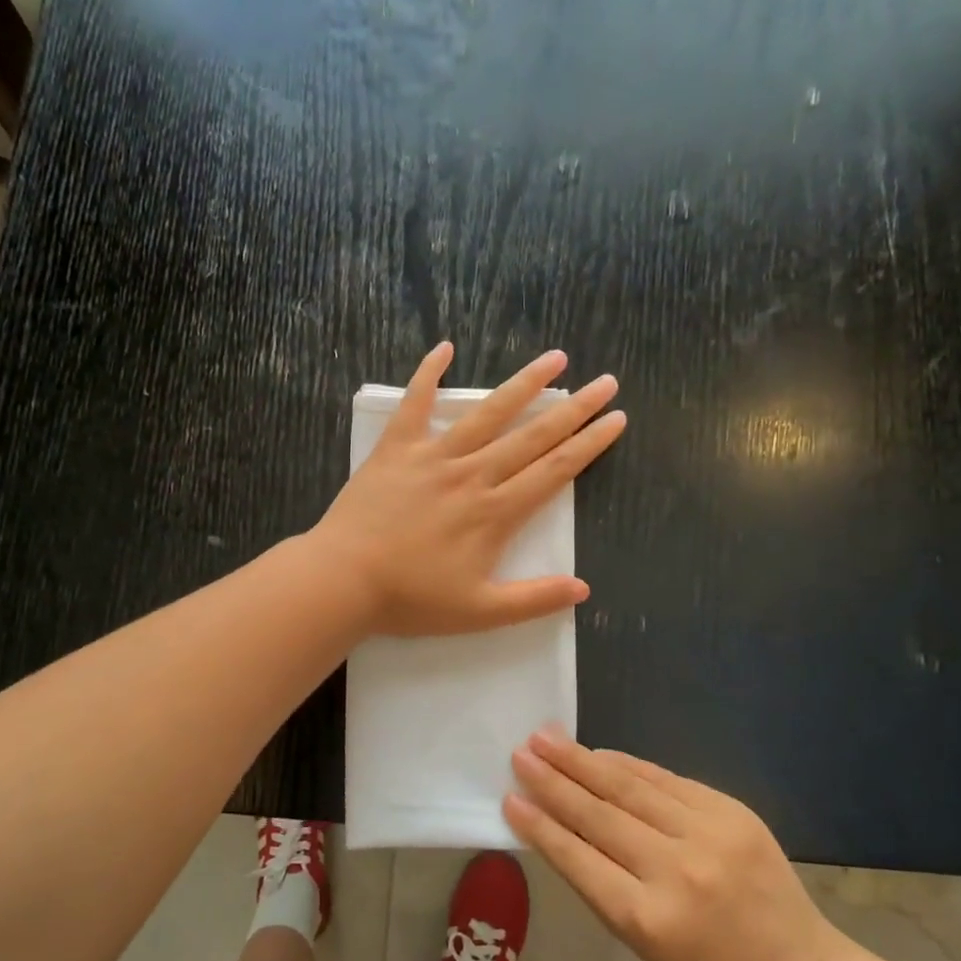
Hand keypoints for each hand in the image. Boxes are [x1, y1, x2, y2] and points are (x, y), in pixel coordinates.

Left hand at [311, 343, 624, 636]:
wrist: (343, 580)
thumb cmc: (411, 599)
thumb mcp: (480, 613)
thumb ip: (533, 599)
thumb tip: (583, 589)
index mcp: (495, 512)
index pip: (555, 471)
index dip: (589, 444)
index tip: (616, 418)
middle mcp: (472, 475)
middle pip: (533, 436)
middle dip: (574, 409)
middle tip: (606, 381)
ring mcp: (433, 457)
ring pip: (487, 413)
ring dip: (524, 384)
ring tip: (555, 358)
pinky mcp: (396, 450)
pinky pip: (414, 404)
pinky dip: (428, 374)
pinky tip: (444, 347)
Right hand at [504, 733, 853, 960]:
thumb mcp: (646, 947)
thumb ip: (604, 886)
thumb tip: (564, 828)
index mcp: (648, 920)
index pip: (578, 860)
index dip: (540, 826)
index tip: (509, 798)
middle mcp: (675, 871)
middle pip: (600, 815)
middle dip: (553, 781)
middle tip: (520, 753)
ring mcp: (708, 834)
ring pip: (630, 787)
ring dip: (583, 761)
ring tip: (547, 739)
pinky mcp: (732, 811)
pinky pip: (666, 780)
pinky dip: (628, 764)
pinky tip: (599, 753)